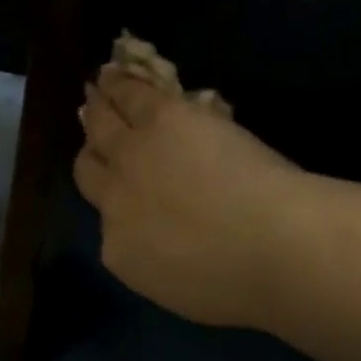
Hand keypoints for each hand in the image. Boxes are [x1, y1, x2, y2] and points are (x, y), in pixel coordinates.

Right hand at [76, 64, 305, 329]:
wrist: (270, 242)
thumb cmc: (244, 282)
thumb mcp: (184, 287)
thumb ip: (159, 260)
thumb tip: (161, 240)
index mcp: (121, 250)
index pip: (105, 221)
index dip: (112, 200)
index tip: (121, 190)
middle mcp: (113, 200)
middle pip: (90, 169)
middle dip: (93, 152)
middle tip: (97, 134)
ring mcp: (132, 154)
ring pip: (102, 125)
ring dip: (98, 107)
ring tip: (97, 91)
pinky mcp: (159, 117)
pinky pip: (129, 95)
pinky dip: (118, 83)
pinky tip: (112, 73)